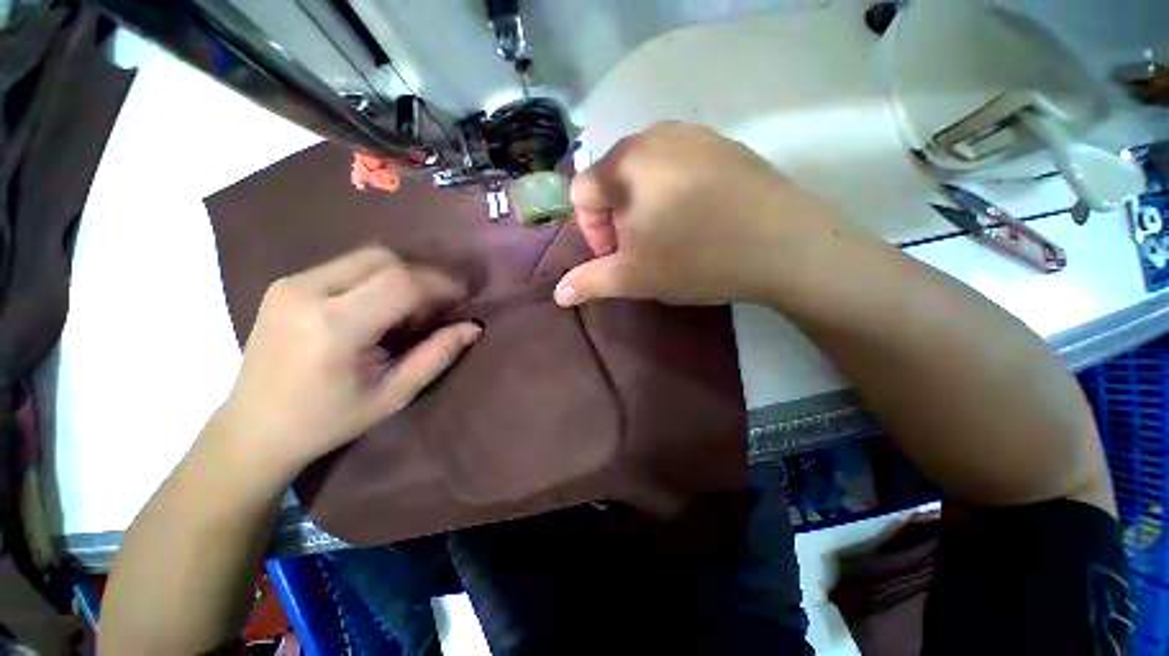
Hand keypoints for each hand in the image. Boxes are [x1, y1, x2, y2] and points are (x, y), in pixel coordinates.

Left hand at [215, 247, 481, 478]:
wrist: (254, 428)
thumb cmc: (328, 420)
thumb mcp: (393, 395)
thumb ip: (436, 356)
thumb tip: (473, 328)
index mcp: (334, 327)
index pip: (402, 283)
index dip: (442, 286)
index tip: (463, 301)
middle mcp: (307, 292)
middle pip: (385, 260)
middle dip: (425, 277)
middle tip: (440, 306)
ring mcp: (291, 283)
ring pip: (367, 258)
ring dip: (403, 276)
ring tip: (415, 308)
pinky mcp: (286, 283)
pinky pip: (348, 266)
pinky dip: (378, 278)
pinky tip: (383, 306)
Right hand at [554, 123, 851, 306]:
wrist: (787, 247)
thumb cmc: (698, 260)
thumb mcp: (635, 276)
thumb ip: (590, 282)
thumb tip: (559, 294)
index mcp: (627, 162)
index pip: (581, 191)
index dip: (591, 230)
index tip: (617, 255)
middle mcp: (655, 135)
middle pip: (612, 179)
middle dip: (618, 218)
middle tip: (644, 247)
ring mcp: (694, 134)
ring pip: (645, 172)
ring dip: (644, 206)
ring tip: (670, 234)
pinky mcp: (724, 144)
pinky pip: (680, 165)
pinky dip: (674, 192)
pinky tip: (699, 218)